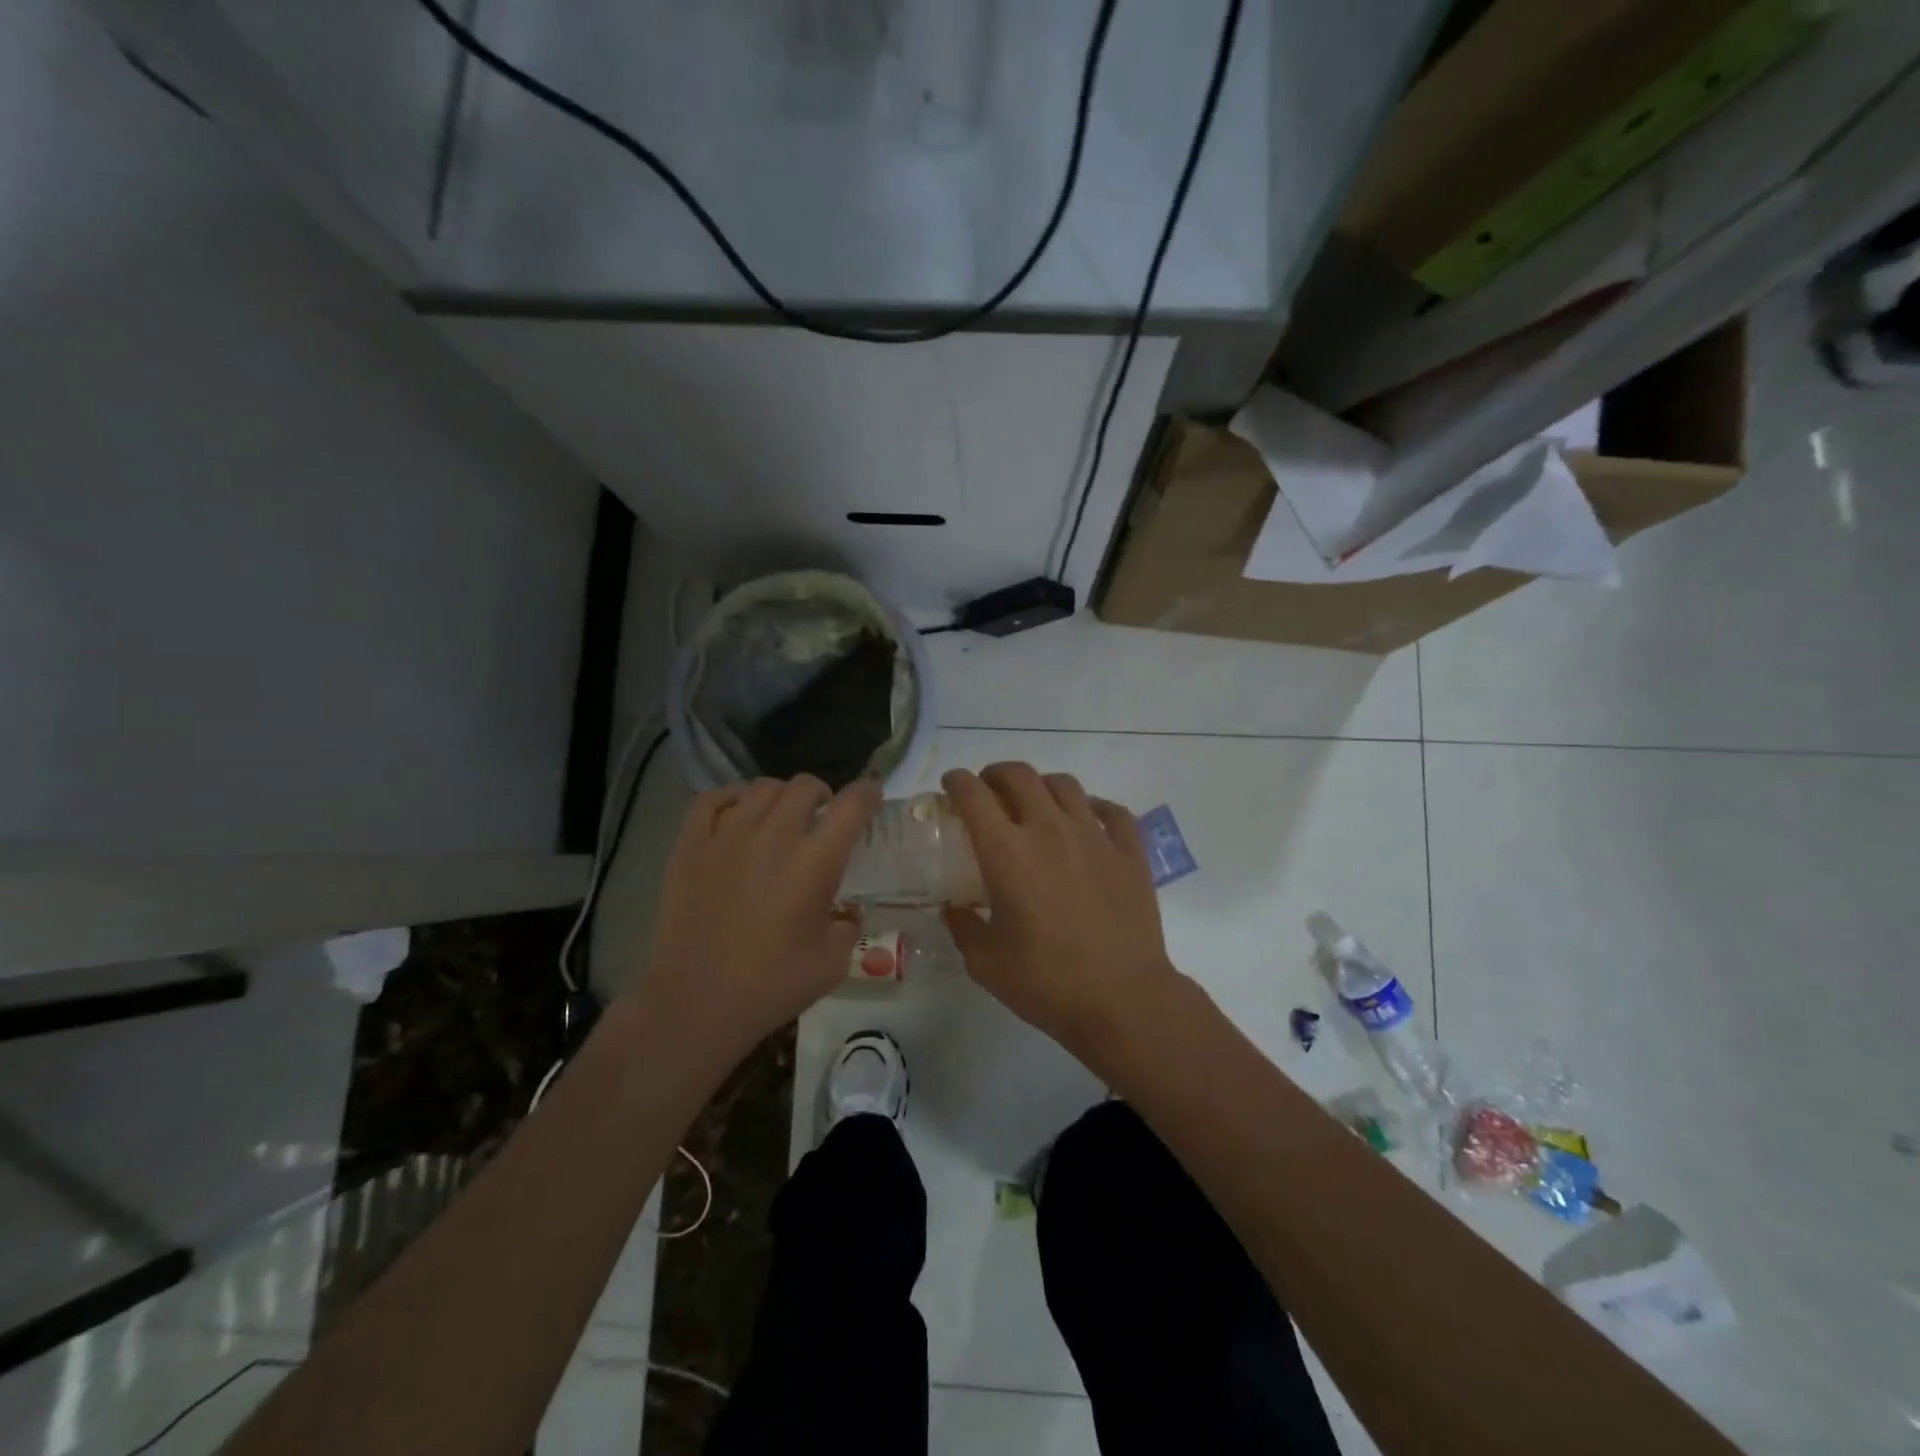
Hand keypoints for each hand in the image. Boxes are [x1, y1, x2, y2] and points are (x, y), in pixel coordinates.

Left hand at [639, 775, 880, 1062]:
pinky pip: (713, 799)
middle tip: (822, 817)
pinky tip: (737, 812)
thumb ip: (847, 927)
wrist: (697, 1002)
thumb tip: (845, 914)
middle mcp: (775, 835)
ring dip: (781, 796)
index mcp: (816, 861)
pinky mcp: (691, 845)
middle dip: (823, 795)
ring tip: (780, 816)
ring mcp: (728, 835)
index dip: (867, 792)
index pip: (851, 805)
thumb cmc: (772, 985)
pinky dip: (732, 797)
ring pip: (762, 787)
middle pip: (806, 785)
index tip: (872, 793)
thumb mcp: (833, 962)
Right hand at [941, 763, 1180, 1059]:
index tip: (951, 784)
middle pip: (1020, 776)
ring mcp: (1095, 836)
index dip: (957, 782)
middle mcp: (1049, 830)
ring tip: (1036, 803)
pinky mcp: (1130, 852)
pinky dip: (1093, 807)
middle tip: (989, 790)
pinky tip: (1088, 820)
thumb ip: (964, 927)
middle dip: (996, 774)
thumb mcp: (986, 963)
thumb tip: (954, 909)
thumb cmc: (1047, 983)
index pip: (974, 796)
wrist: (1123, 1000)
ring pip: (1065, 785)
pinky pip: (1112, 811)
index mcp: (1007, 853)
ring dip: (1042, 786)